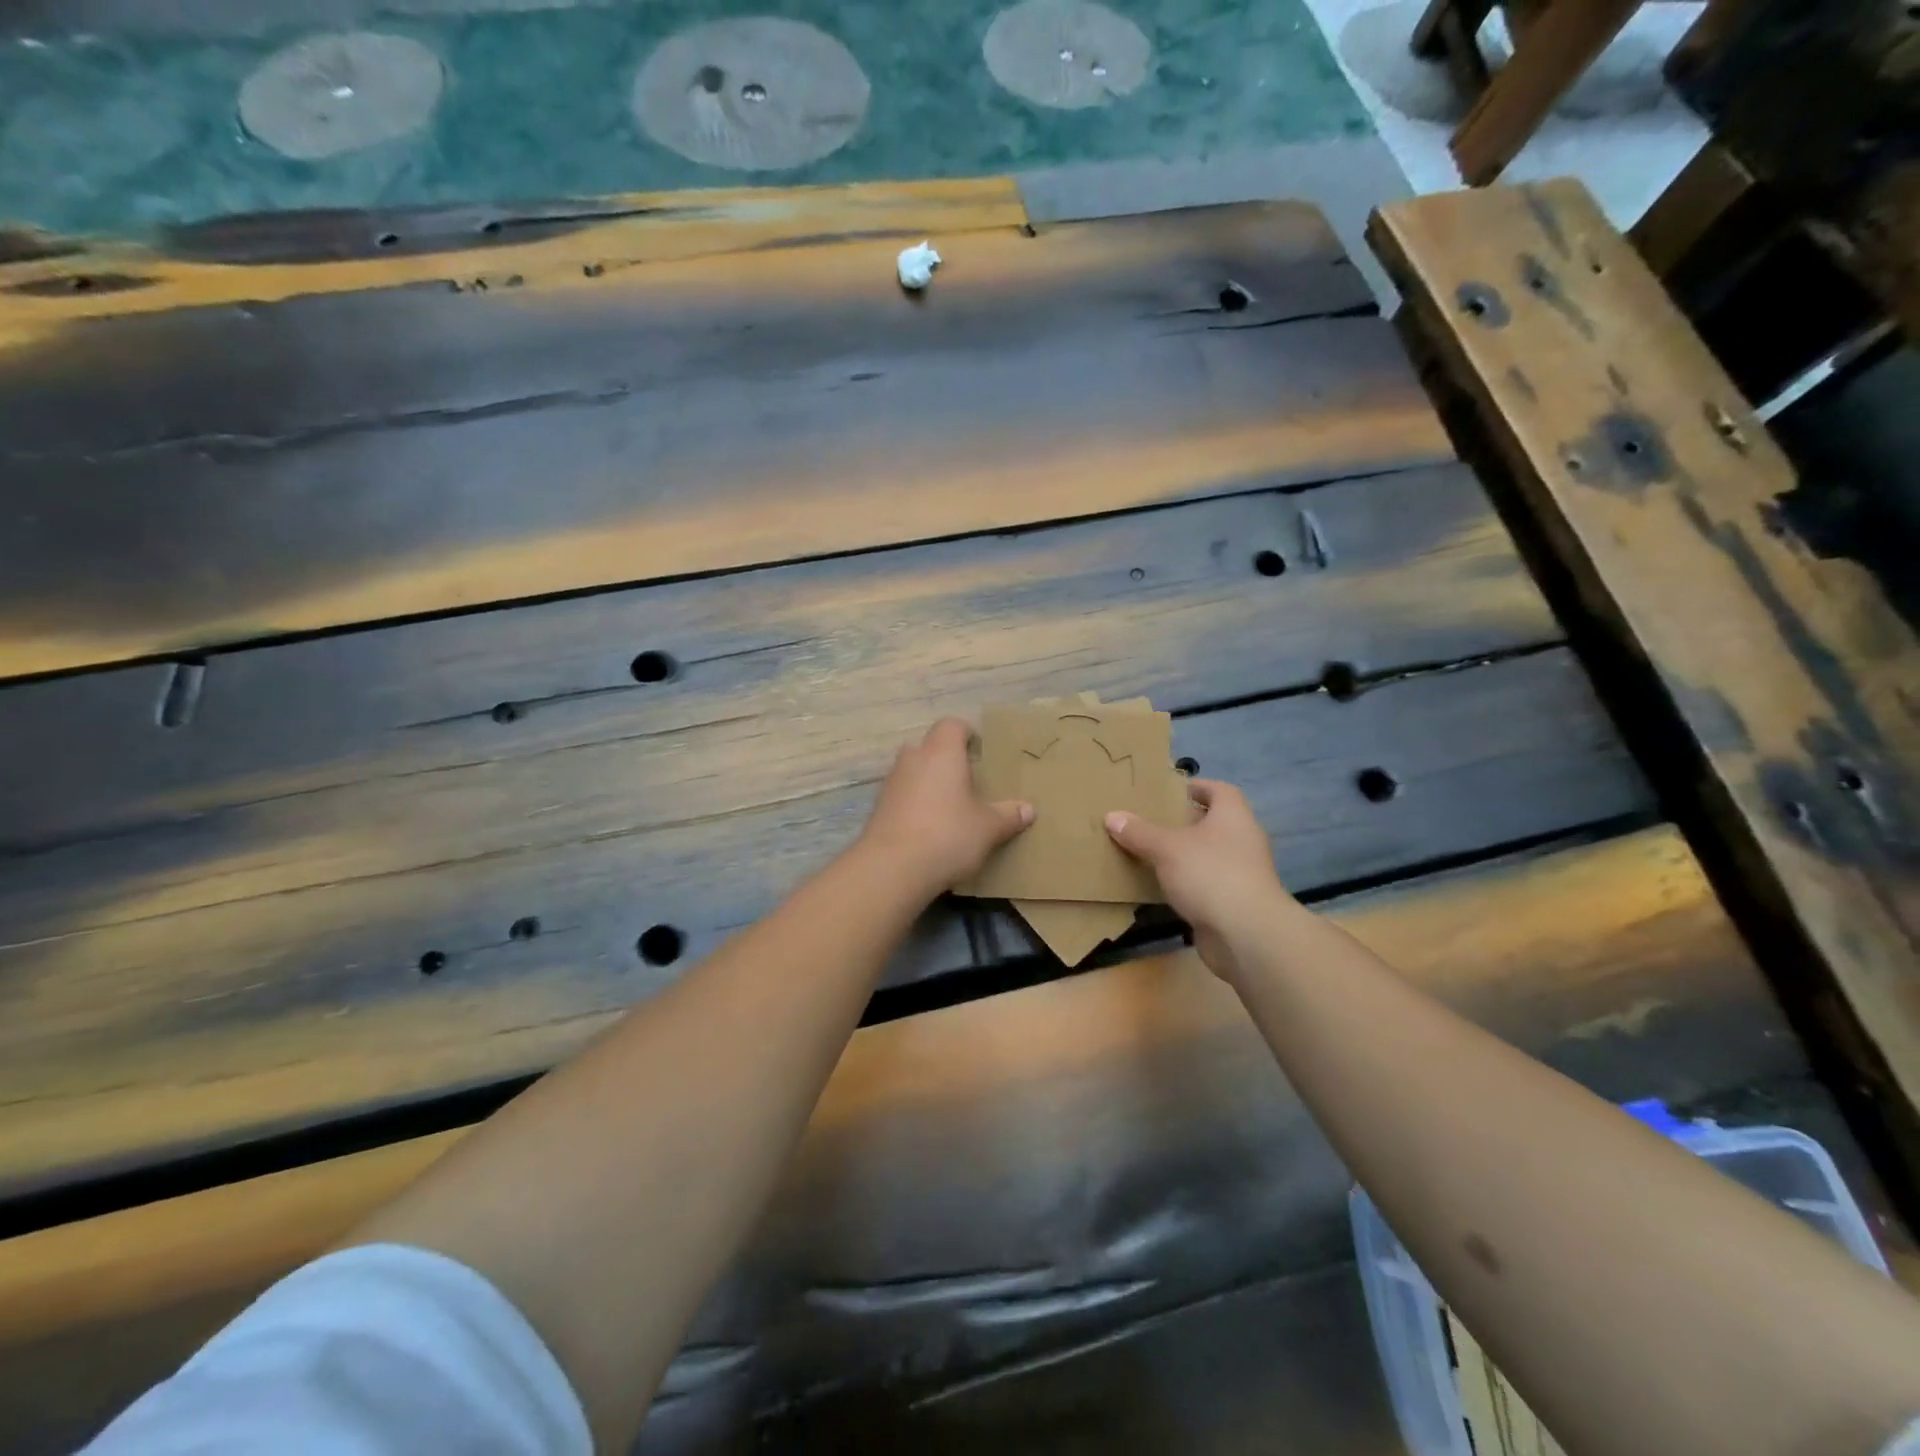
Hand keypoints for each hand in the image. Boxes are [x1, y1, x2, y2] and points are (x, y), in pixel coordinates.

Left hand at [859, 718, 1033, 895]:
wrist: (892, 868)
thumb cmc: (948, 834)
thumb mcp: (989, 828)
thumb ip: (1009, 815)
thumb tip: (1028, 809)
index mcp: (942, 752)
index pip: (952, 724)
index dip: (967, 733)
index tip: (981, 752)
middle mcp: (913, 759)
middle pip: (929, 746)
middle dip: (946, 759)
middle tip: (968, 781)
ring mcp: (891, 783)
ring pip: (913, 771)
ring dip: (929, 782)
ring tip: (950, 807)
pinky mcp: (878, 808)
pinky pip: (902, 795)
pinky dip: (914, 804)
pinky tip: (929, 828)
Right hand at [1105, 780, 1292, 982]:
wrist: (1246, 934)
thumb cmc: (1210, 874)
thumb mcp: (1167, 848)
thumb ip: (1139, 832)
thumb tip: (1112, 816)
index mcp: (1233, 816)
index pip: (1219, 791)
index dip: (1196, 787)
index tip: (1169, 791)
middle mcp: (1242, 840)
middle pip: (1213, 823)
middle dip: (1184, 822)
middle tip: (1150, 820)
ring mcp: (1241, 873)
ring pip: (1208, 855)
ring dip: (1184, 854)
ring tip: (1150, 852)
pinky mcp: (1234, 902)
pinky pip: (1206, 883)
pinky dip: (1187, 882)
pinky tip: (1162, 886)